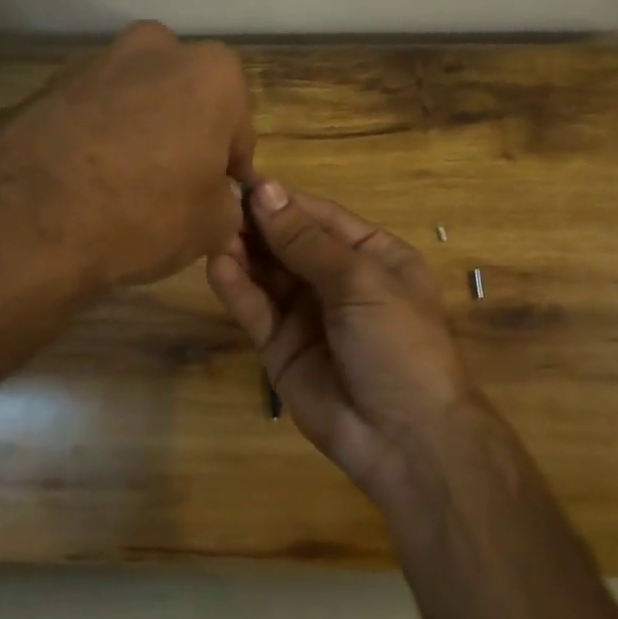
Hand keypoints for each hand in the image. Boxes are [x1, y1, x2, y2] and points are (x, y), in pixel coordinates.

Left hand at [0, 22, 254, 307]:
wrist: (27, 219)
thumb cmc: (144, 212)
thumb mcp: (212, 225)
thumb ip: (227, 202)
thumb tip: (217, 199)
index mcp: (211, 72)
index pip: (238, 125)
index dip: (230, 165)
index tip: (217, 196)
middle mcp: (156, 49)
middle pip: (185, 99)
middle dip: (184, 135)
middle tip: (172, 186)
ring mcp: (95, 61)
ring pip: (135, 100)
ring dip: (137, 131)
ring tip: (122, 186)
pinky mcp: (46, 84)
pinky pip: (89, 113)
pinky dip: (94, 137)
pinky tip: (83, 181)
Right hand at [206, 180, 474, 502]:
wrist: (406, 439)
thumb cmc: (398, 342)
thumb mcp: (360, 281)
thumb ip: (306, 240)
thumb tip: (265, 190)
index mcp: (372, 255)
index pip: (320, 216)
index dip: (283, 199)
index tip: (242, 179)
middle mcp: (338, 279)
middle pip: (289, 243)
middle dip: (257, 224)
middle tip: (216, 202)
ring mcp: (308, 314)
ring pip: (268, 274)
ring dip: (243, 252)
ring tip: (211, 230)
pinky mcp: (281, 348)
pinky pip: (256, 310)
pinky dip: (237, 289)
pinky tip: (217, 265)